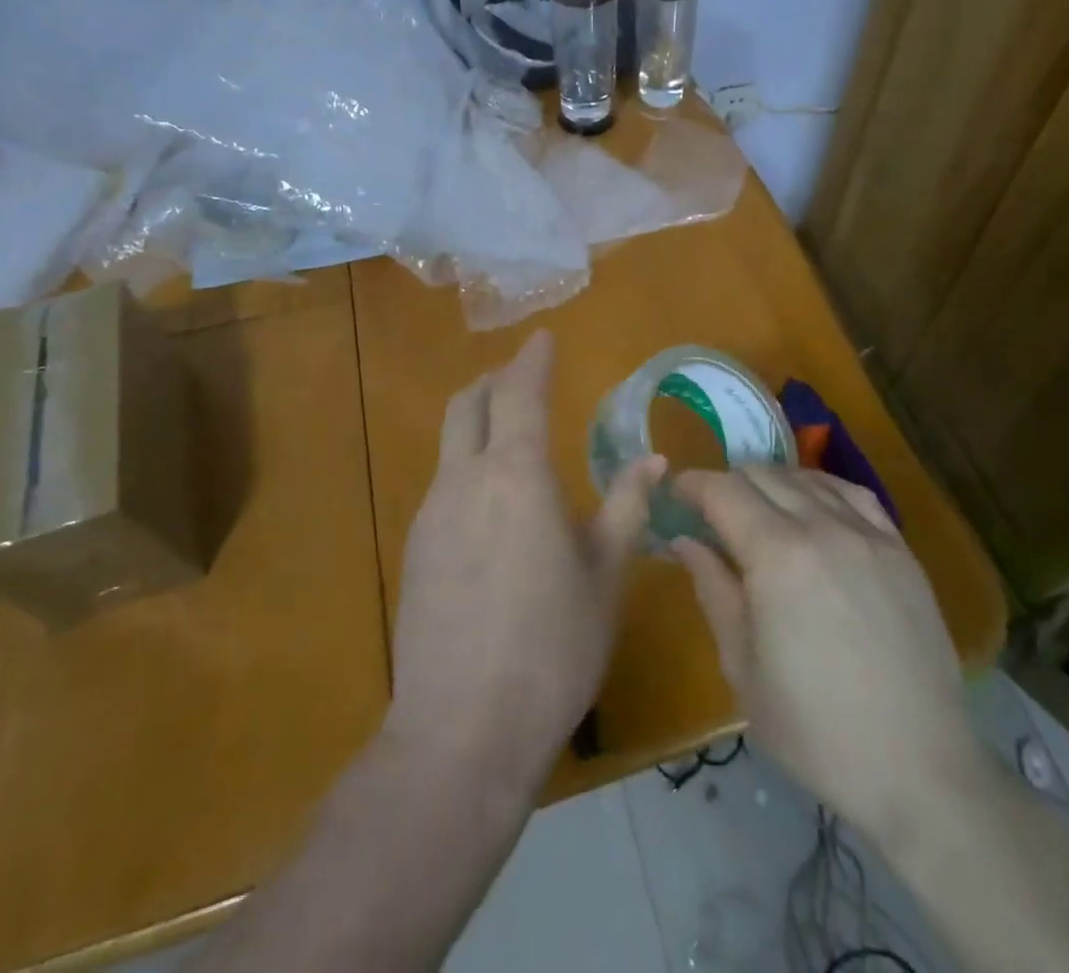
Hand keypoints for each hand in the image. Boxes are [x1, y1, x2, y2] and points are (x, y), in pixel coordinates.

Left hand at [384, 330, 663, 800]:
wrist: (461, 730)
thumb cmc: (551, 648)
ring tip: (512, 432)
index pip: (520, 392)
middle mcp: (465, 480)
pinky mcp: (415, 549)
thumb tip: (653, 461)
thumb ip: (626, 507)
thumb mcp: (604, 577)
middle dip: (495, 380)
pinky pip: (444, 484)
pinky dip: (468, 464)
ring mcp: (431, 514)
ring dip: (479, 421)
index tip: (544, 337)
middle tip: (524, 375)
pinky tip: (493, 501)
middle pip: (469, 405)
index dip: (532, 359)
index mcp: (516, 475)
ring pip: (451, 443)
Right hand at [671, 465, 982, 844]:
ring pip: (805, 479)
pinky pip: (853, 493)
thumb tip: (685, 541)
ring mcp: (867, 534)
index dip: (692, 485)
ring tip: (757, 510)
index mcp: (776, 555)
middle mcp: (821, 527)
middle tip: (710, 513)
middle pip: (761, 476)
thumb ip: (712, 589)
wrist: (918, 768)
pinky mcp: (900, 549)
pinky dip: (819, 487)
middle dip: (726, 485)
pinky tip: (811, 504)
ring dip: (770, 484)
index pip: (722, 491)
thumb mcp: (742, 666)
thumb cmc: (814, 728)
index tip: (675, 495)